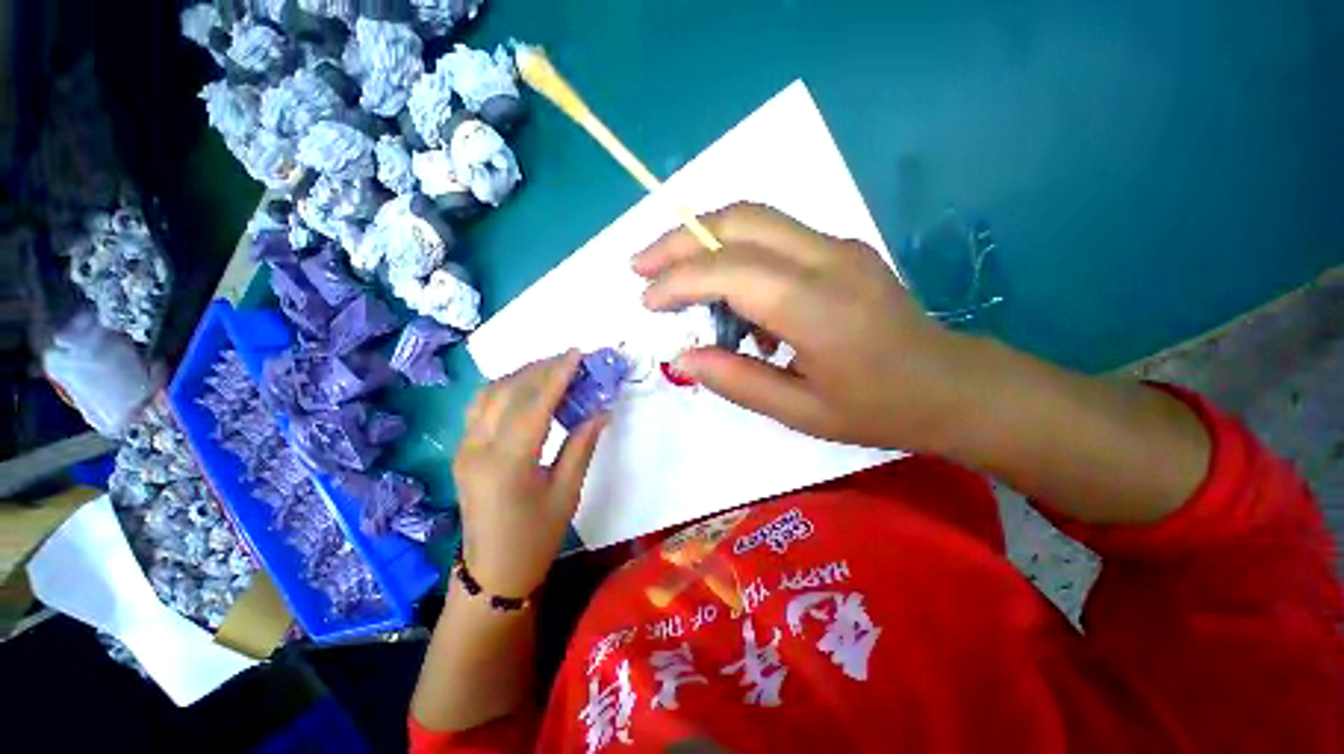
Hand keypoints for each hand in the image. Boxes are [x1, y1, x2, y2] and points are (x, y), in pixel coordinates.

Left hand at [453, 351, 607, 596]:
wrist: (493, 571)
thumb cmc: (536, 536)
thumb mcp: (567, 492)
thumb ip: (582, 445)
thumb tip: (601, 411)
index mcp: (507, 463)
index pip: (534, 405)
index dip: (557, 375)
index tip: (576, 353)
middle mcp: (478, 448)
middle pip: (507, 392)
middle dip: (539, 369)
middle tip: (569, 359)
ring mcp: (465, 448)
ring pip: (488, 395)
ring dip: (520, 375)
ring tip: (550, 369)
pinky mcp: (463, 451)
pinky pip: (481, 407)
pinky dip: (505, 389)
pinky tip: (526, 389)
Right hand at [634, 202, 968, 450]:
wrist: (949, 384)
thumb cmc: (876, 408)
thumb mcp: (799, 412)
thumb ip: (735, 381)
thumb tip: (681, 358)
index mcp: (818, 308)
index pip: (730, 271)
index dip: (678, 279)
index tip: (647, 300)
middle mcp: (828, 259)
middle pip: (739, 220)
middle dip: (679, 237)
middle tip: (641, 264)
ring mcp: (839, 246)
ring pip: (754, 218)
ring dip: (704, 240)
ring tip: (676, 280)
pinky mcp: (841, 247)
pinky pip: (774, 237)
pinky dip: (735, 255)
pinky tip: (733, 299)